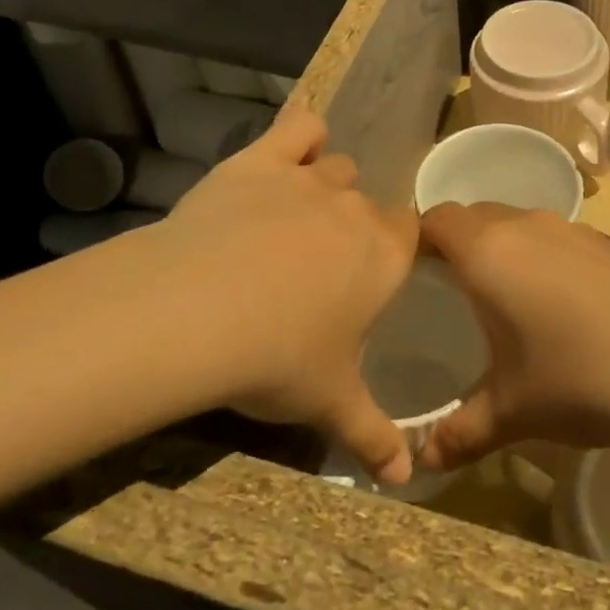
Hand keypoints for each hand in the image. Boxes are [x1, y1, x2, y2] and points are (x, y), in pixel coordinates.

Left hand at [156, 108, 417, 482]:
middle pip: (369, 202)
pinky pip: (297, 128)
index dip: (396, 248)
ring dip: (326, 186)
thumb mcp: (330, 404)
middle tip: (323, 264)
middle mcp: (355, 209)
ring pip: (336, 167)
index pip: (411, 234)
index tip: (375, 273)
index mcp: (384, 256)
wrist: (198, 312)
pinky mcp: (261, 160)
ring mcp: (308, 179)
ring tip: (296, 220)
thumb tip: (406, 481)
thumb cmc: (278, 359)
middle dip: (354, 226)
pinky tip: (288, 153)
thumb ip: (373, 436)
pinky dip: (299, 136)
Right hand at [416, 203, 609, 472]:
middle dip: (452, 247)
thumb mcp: (516, 411)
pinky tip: (555, 307)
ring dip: (497, 250)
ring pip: (512, 223)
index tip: (406, 283)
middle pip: (471, 216)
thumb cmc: (589, 377)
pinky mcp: (603, 240)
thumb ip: (461, 433)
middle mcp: (524, 224)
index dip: (413, 244)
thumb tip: (421, 463)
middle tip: (445, 298)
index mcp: (489, 252)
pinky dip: (535, 257)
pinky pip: (549, 236)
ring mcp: (569, 227)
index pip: (433, 220)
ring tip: (499, 303)